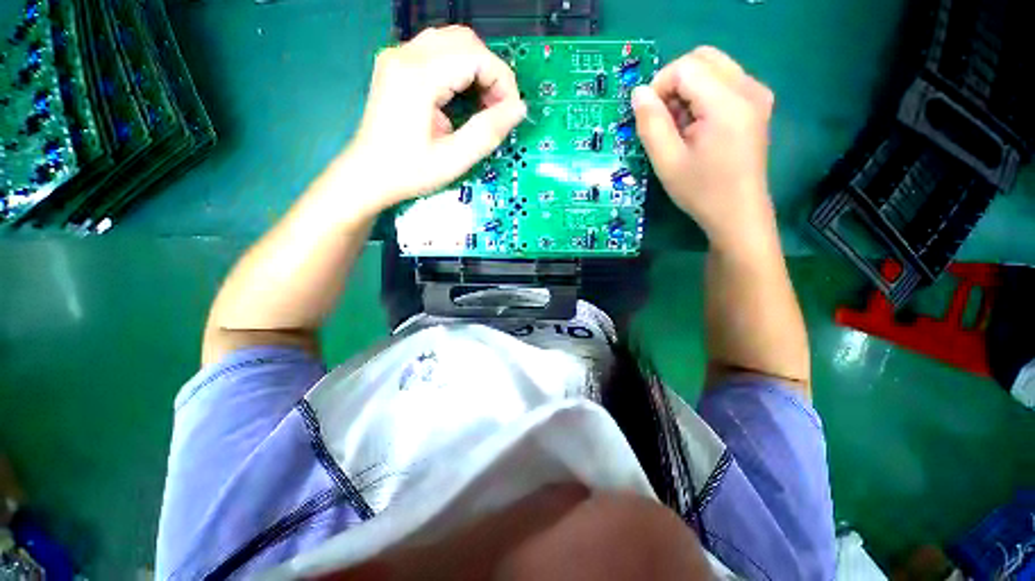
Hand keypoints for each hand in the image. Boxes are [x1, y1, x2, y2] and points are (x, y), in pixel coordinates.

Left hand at [340, 26, 525, 215]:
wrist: (368, 174)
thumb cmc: (409, 172)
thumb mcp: (454, 159)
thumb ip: (488, 132)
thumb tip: (519, 108)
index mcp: (418, 76)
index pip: (476, 56)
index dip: (502, 81)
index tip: (509, 112)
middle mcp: (405, 54)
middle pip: (465, 40)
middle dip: (491, 72)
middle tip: (497, 109)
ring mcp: (397, 56)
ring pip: (452, 41)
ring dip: (476, 68)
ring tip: (482, 103)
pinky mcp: (396, 64)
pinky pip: (437, 50)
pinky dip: (459, 68)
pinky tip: (462, 96)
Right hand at [631, 47, 775, 249]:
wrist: (738, 212)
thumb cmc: (700, 191)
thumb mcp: (667, 161)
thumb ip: (651, 124)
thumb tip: (638, 93)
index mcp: (727, 103)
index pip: (686, 67)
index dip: (659, 86)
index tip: (648, 117)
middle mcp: (748, 88)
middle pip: (702, 58)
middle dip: (674, 82)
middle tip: (663, 118)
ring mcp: (757, 94)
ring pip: (713, 67)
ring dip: (688, 89)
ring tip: (679, 126)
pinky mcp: (757, 104)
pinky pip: (724, 81)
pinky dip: (703, 95)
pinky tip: (697, 126)